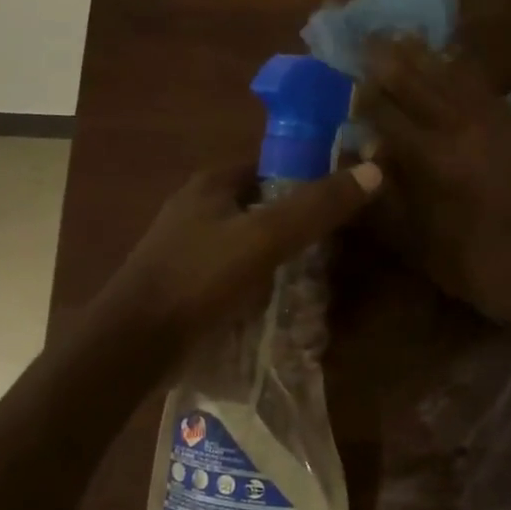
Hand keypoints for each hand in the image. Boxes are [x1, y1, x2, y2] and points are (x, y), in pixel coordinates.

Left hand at [101, 160, 381, 353]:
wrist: (137, 342)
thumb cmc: (200, 277)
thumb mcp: (266, 237)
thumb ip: (318, 206)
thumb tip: (373, 171)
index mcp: (213, 183)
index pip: (274, 166)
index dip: (311, 177)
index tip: (345, 201)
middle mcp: (200, 208)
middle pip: (266, 207)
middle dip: (300, 226)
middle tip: (338, 247)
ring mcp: (191, 248)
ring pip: (254, 244)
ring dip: (284, 259)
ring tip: (320, 279)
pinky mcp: (190, 284)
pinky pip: (240, 275)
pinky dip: (264, 284)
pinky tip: (285, 304)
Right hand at [360, 37, 510, 325]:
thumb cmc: (473, 263)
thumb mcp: (416, 242)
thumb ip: (385, 197)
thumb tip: (363, 156)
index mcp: (429, 158)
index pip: (387, 115)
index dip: (364, 97)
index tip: (348, 82)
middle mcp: (458, 129)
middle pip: (419, 85)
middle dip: (390, 62)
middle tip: (369, 40)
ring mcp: (493, 124)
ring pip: (453, 78)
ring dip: (426, 56)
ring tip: (404, 37)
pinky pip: (486, 88)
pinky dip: (465, 70)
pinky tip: (454, 59)